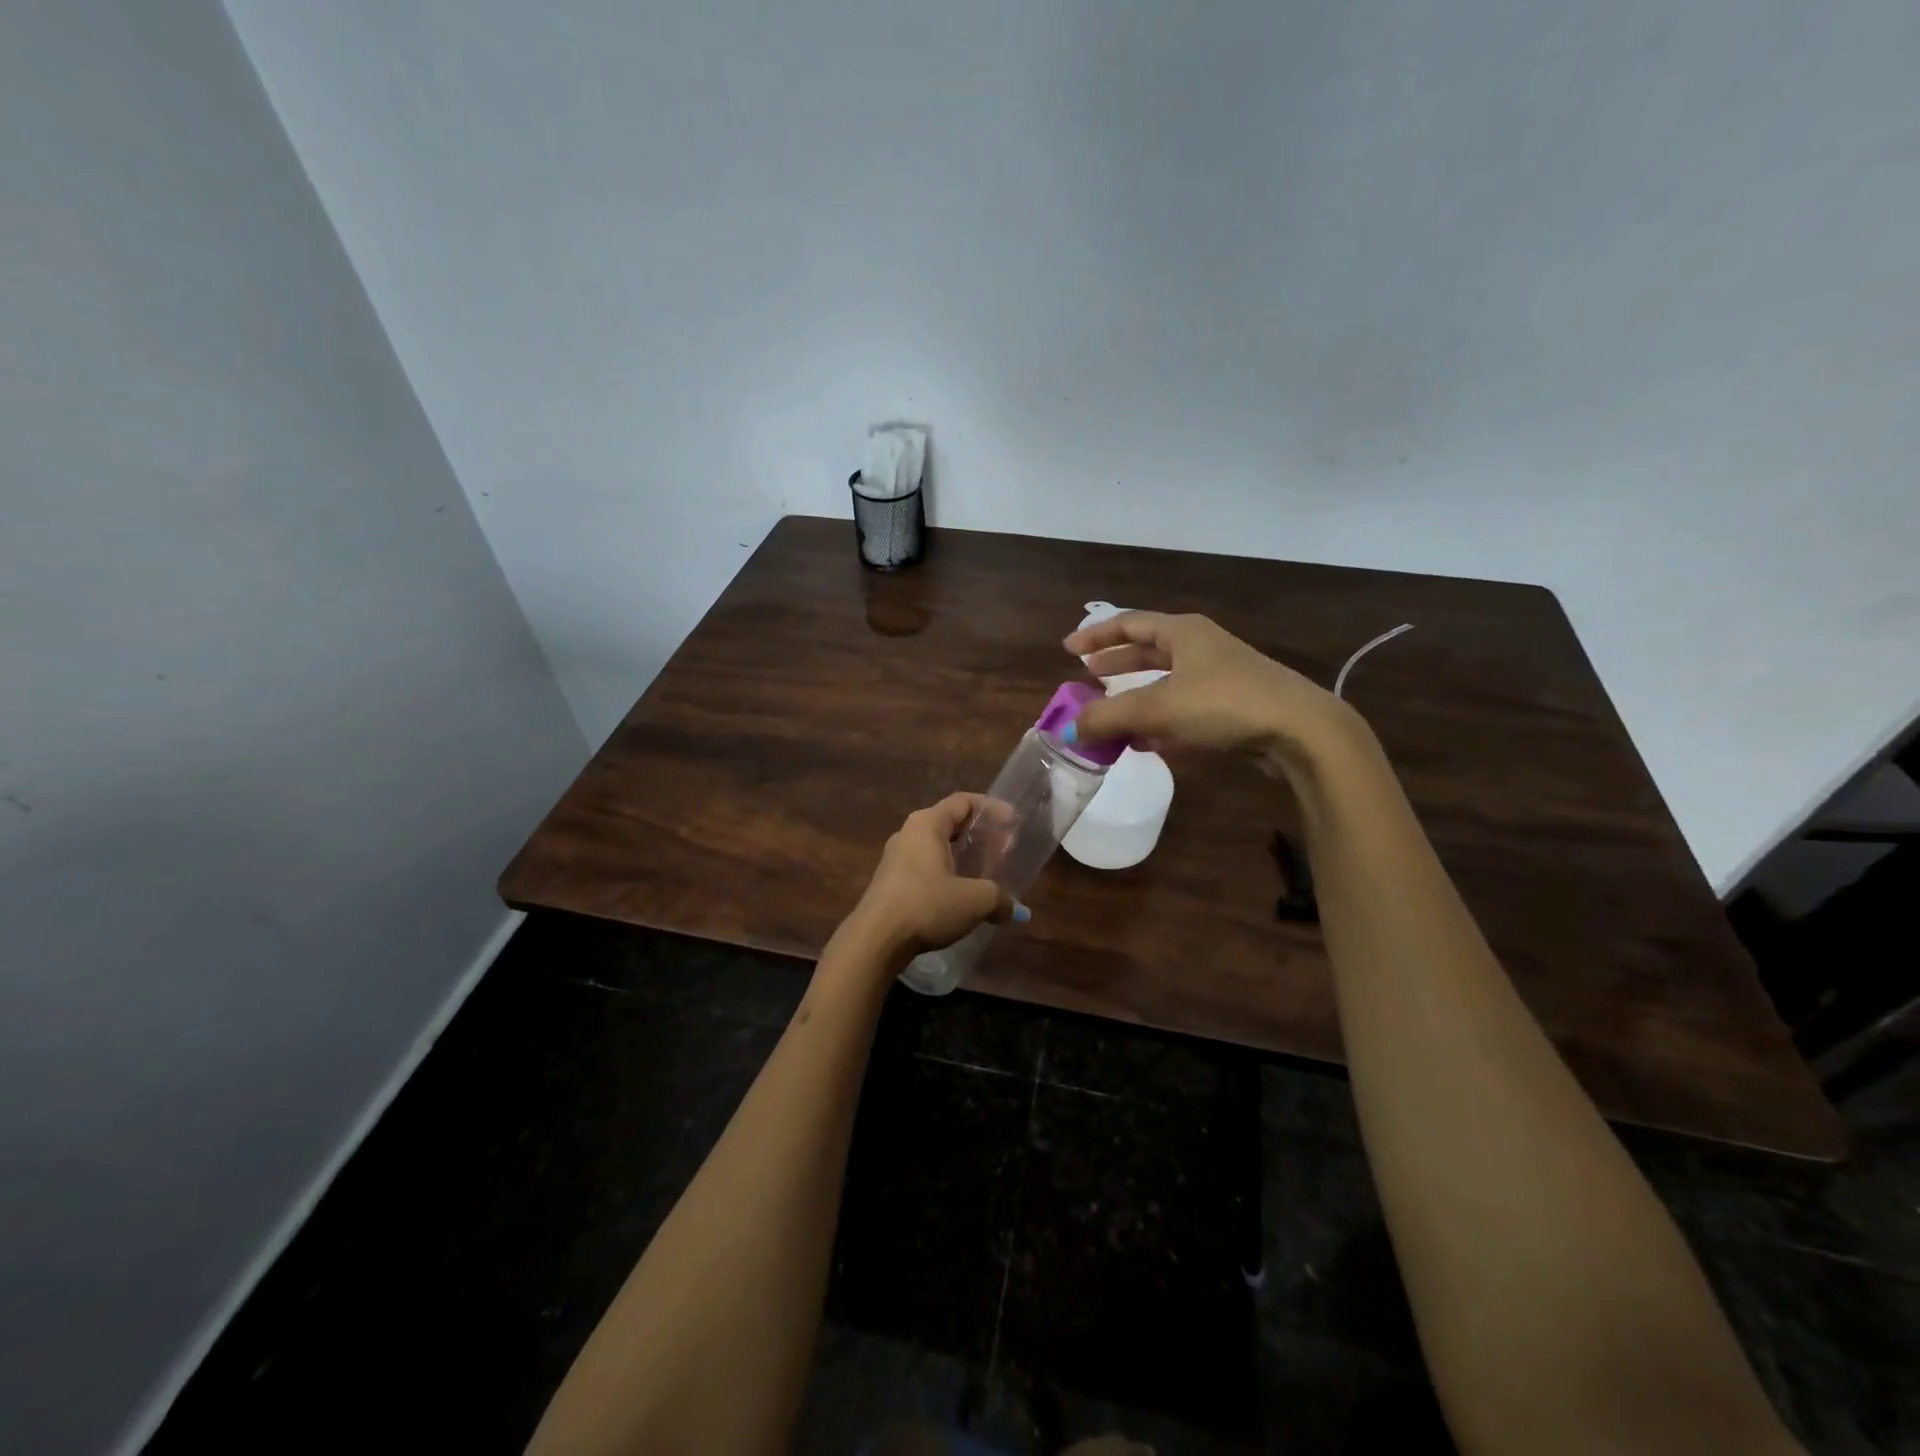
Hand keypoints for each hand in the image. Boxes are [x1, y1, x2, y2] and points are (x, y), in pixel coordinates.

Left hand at [845, 793, 1022, 960]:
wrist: (875, 939)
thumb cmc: (927, 905)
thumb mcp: (974, 901)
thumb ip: (1000, 899)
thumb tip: (1017, 912)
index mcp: (927, 824)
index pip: (963, 801)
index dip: (991, 808)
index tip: (1013, 822)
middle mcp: (909, 833)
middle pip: (950, 823)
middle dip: (980, 834)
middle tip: (1004, 850)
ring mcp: (896, 858)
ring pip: (937, 847)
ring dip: (963, 856)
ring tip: (986, 873)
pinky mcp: (891, 882)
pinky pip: (926, 867)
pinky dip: (948, 873)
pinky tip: (961, 895)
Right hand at [1062, 612, 1363, 777]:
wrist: (1299, 731)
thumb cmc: (1224, 704)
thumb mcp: (1158, 708)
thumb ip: (1109, 717)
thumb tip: (1070, 729)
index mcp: (1183, 632)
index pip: (1129, 623)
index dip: (1096, 636)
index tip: (1069, 649)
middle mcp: (1201, 648)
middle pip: (1148, 651)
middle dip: (1117, 665)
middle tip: (1088, 677)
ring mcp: (1220, 678)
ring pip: (1167, 684)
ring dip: (1137, 699)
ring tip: (1111, 716)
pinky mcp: (1233, 709)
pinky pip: (1185, 710)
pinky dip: (1161, 722)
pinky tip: (1148, 743)